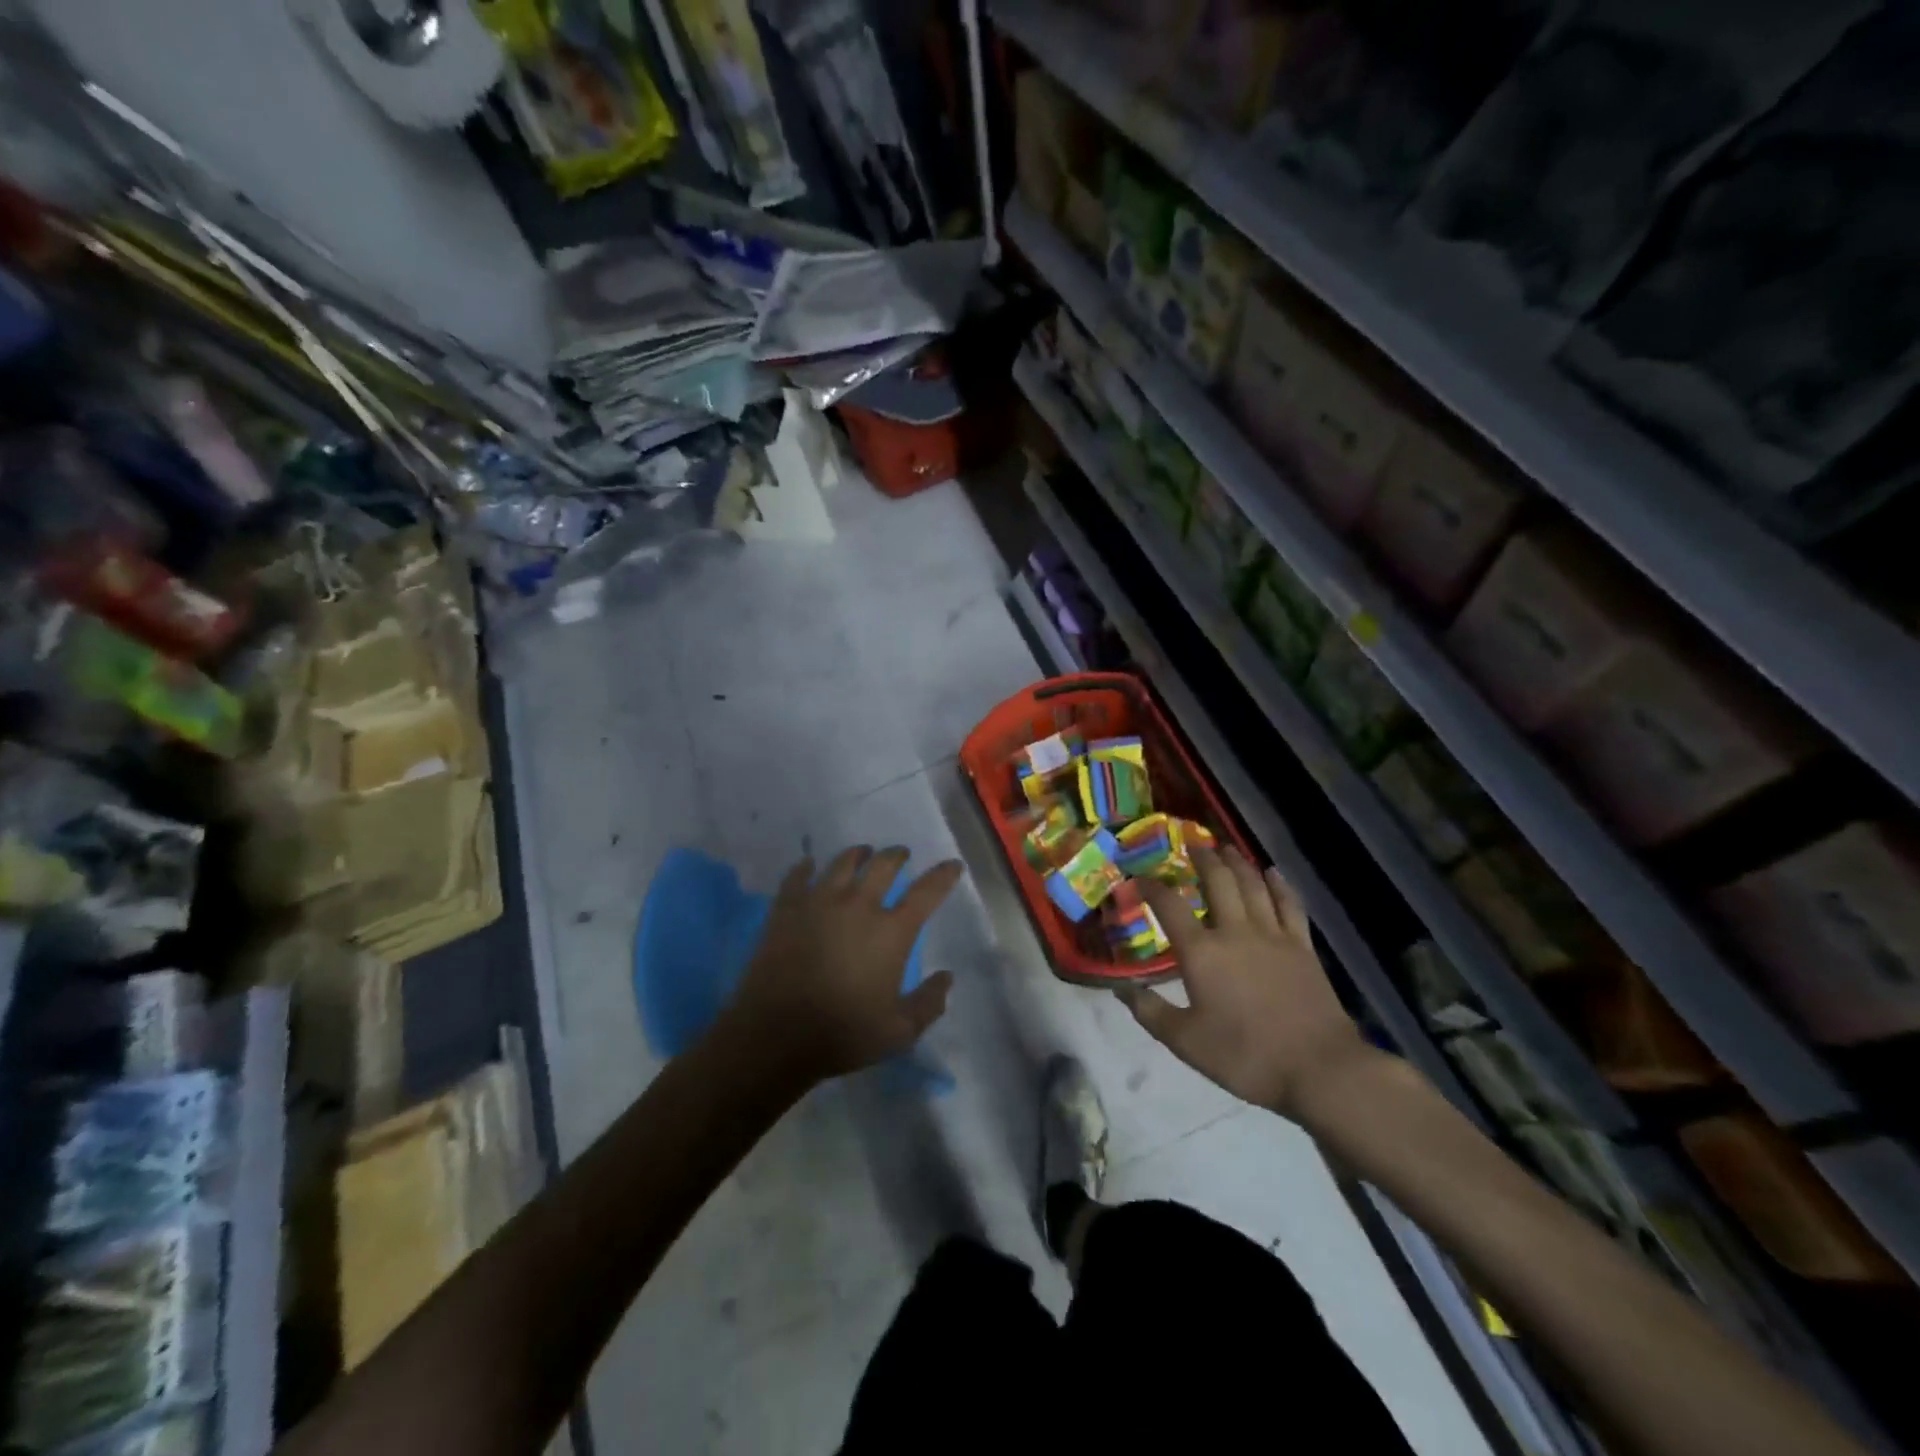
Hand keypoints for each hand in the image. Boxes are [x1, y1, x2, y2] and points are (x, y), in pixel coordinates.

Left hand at [716, 846, 962, 1087]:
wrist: (774, 1035)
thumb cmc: (842, 1034)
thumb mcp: (898, 1032)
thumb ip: (929, 1004)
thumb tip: (947, 977)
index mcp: (891, 932)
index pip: (926, 892)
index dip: (943, 875)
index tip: (952, 865)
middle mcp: (859, 905)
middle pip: (883, 865)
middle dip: (897, 856)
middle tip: (901, 855)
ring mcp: (819, 902)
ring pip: (843, 863)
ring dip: (857, 854)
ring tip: (862, 853)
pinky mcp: (786, 908)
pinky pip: (797, 876)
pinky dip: (806, 867)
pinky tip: (808, 865)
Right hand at [1122, 847, 1372, 1119]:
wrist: (1319, 1068)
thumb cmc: (1246, 1056)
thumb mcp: (1186, 1042)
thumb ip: (1150, 1013)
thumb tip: (1121, 989)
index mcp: (1202, 953)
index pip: (1169, 906)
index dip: (1151, 886)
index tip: (1138, 877)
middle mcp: (1235, 931)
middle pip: (1218, 881)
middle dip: (1202, 858)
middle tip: (1192, 843)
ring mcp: (1273, 936)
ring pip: (1253, 885)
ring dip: (1237, 862)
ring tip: (1226, 847)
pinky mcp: (1302, 947)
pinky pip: (1289, 904)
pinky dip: (1279, 884)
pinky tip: (1272, 872)